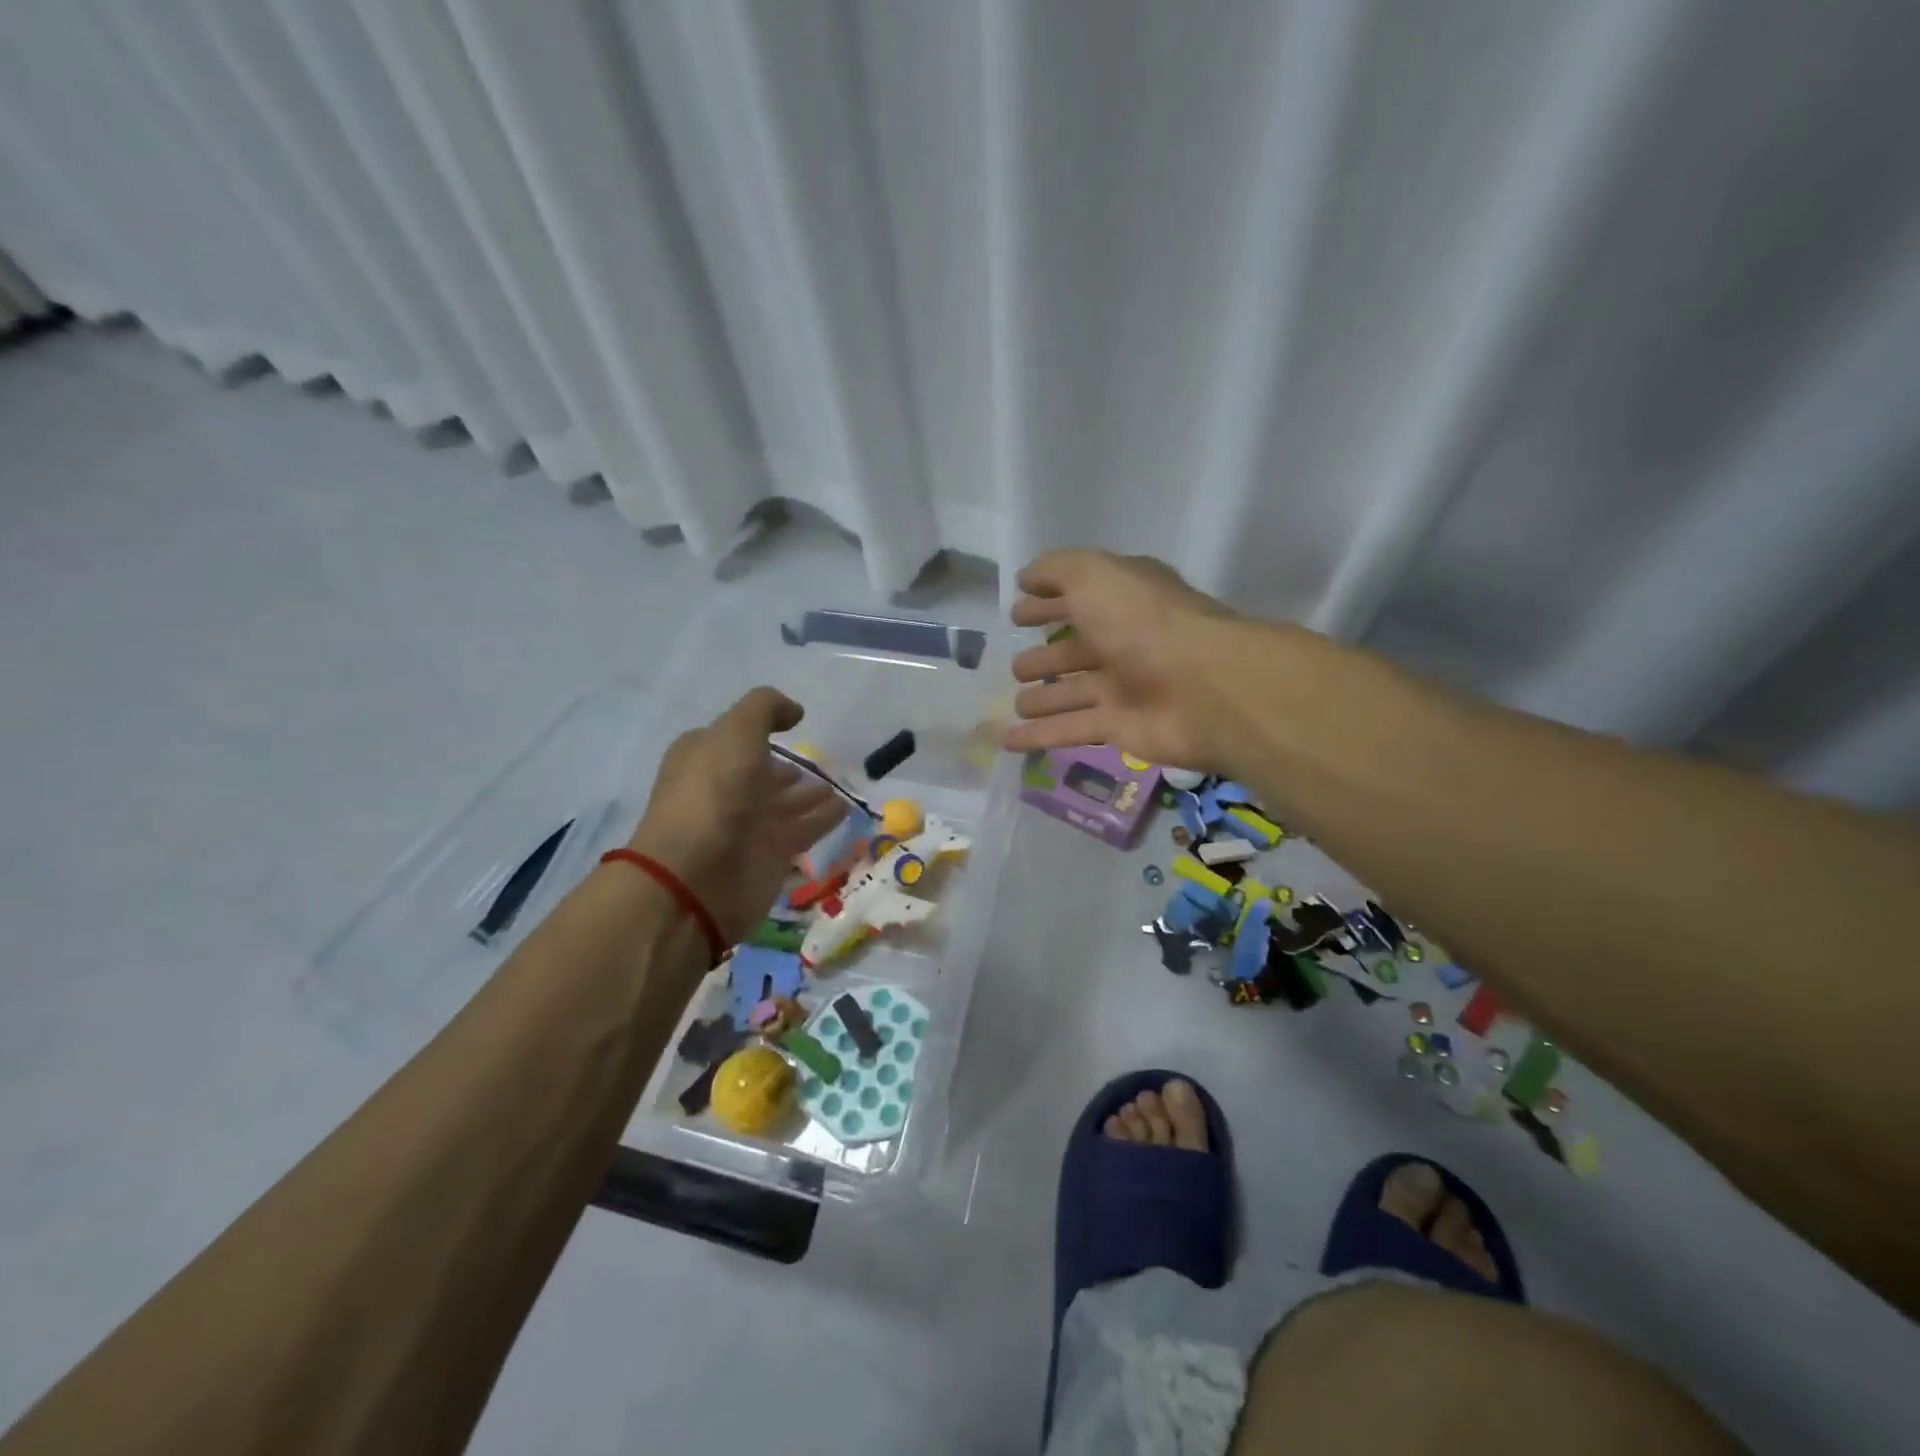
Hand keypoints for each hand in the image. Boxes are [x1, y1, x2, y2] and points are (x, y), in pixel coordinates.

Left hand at [626, 687, 846, 944]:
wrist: (697, 878)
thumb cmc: (712, 795)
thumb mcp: (735, 733)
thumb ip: (765, 710)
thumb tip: (795, 711)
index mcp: (704, 758)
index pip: (731, 739)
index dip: (757, 729)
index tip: (791, 723)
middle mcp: (724, 789)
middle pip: (760, 773)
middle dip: (784, 768)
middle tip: (819, 761)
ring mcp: (748, 824)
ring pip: (785, 803)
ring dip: (809, 794)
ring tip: (839, 784)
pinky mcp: (771, 854)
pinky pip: (804, 830)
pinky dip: (824, 819)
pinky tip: (845, 807)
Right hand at [1001, 550, 1244, 772]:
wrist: (1203, 686)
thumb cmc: (1144, 622)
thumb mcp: (1094, 575)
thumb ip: (1057, 570)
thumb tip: (1028, 579)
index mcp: (1123, 600)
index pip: (1079, 598)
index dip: (1047, 603)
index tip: (1016, 613)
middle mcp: (1124, 641)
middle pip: (1076, 650)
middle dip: (1045, 658)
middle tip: (1016, 667)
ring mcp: (1123, 687)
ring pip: (1072, 693)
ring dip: (1042, 699)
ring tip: (1014, 704)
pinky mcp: (1120, 727)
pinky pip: (1070, 729)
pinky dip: (1038, 736)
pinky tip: (1007, 740)